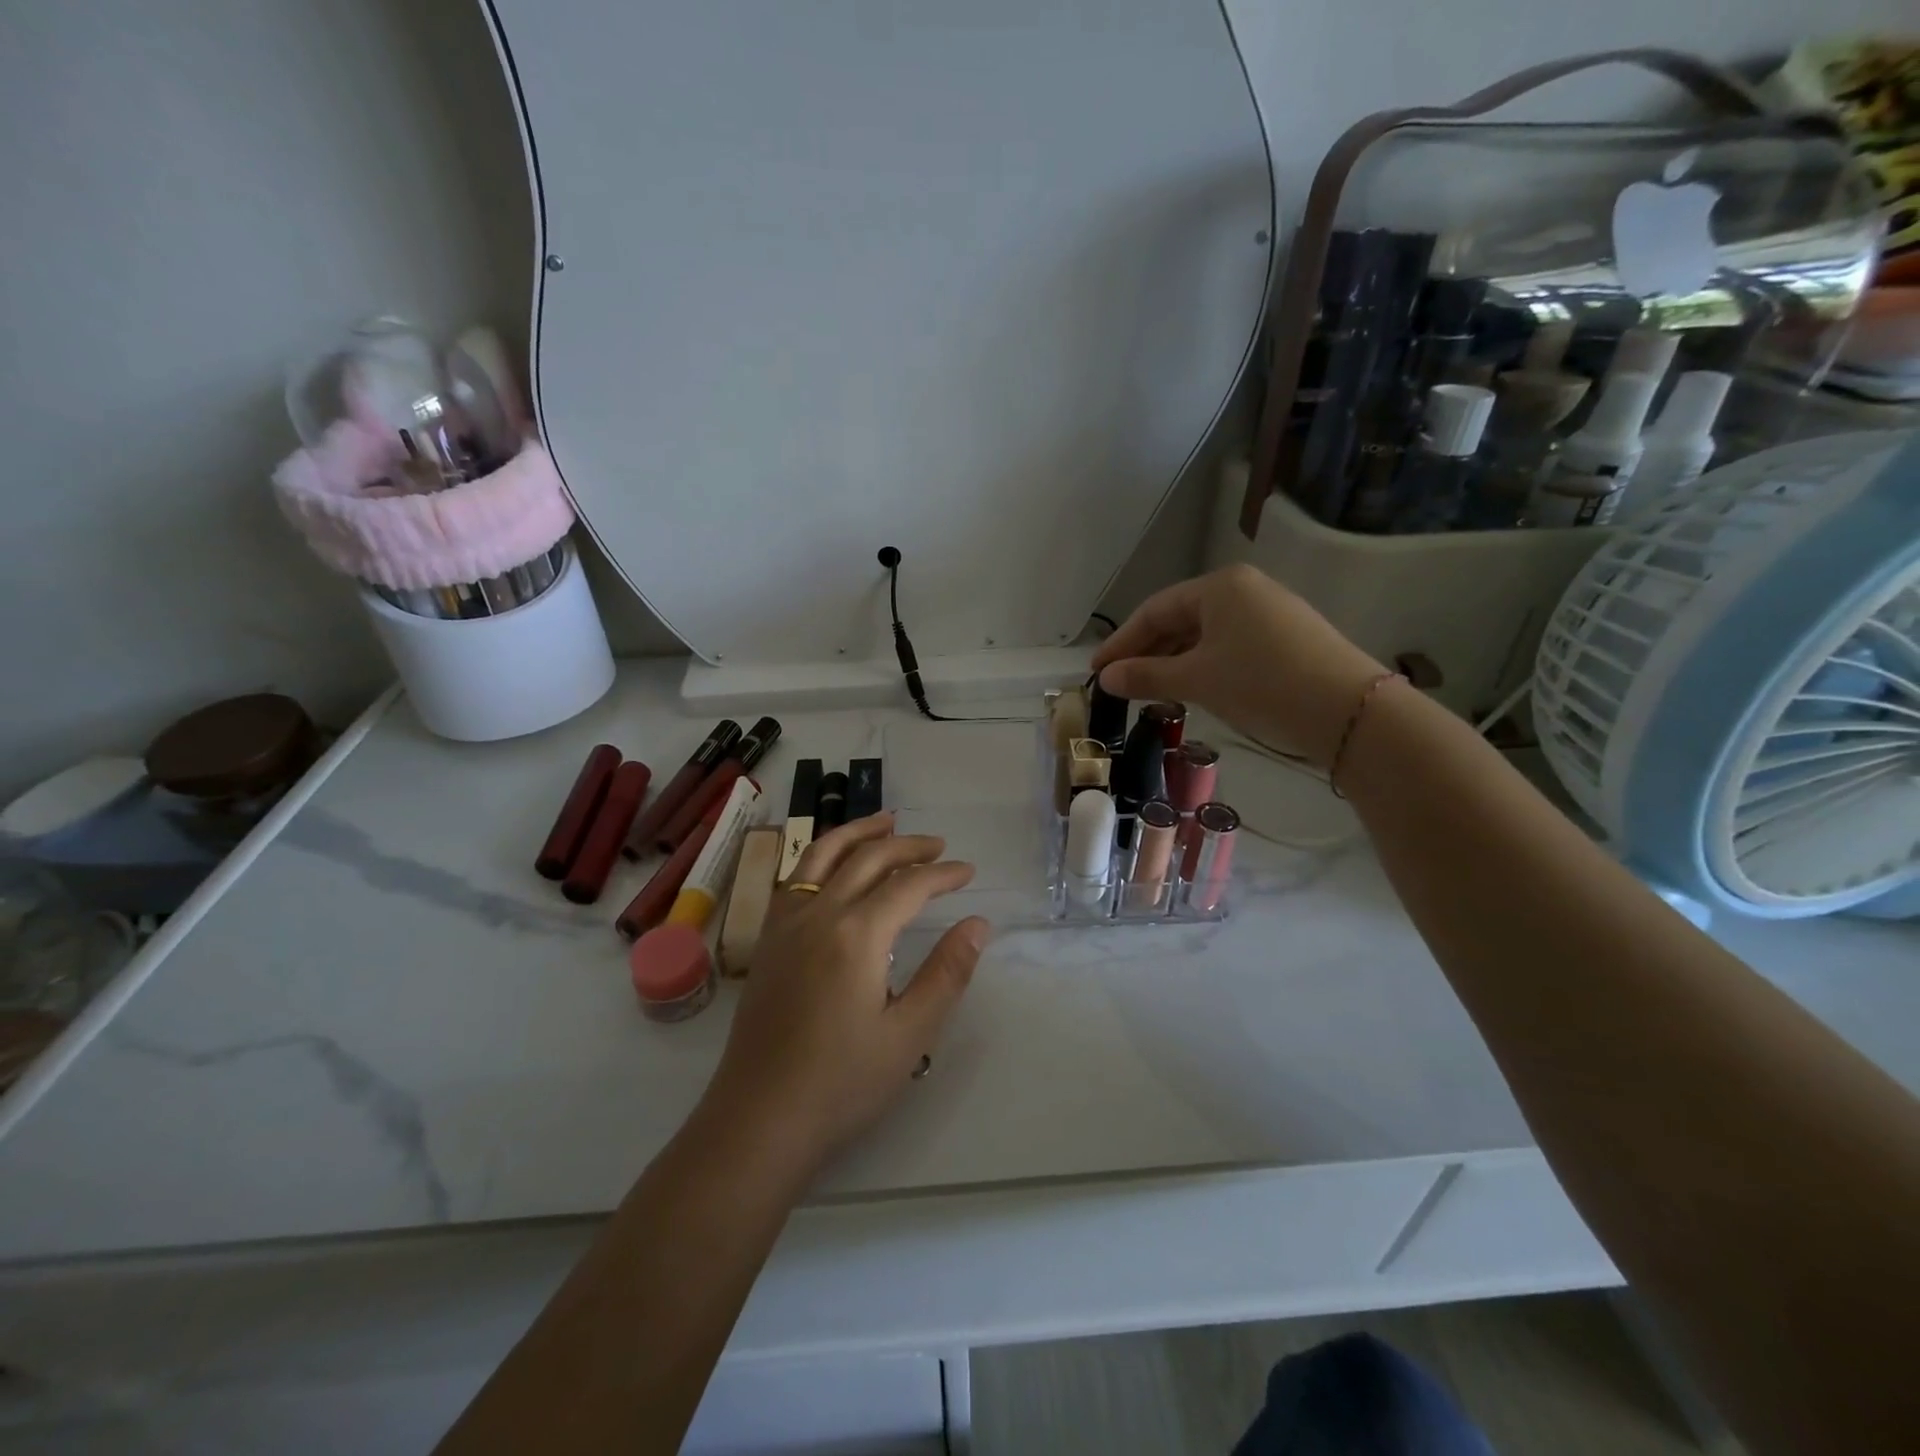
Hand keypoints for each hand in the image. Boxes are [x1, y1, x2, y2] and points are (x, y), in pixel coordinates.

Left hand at [705, 814, 988, 1166]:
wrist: (759, 1119)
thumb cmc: (842, 1083)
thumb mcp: (910, 1034)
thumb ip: (946, 973)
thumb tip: (977, 923)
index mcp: (857, 934)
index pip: (908, 886)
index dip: (942, 875)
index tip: (968, 871)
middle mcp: (818, 914)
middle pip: (867, 858)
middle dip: (907, 846)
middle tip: (939, 845)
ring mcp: (785, 924)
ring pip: (823, 856)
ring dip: (858, 833)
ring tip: (886, 822)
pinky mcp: (768, 941)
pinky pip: (796, 877)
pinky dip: (822, 856)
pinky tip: (833, 866)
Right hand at [1090, 564, 1385, 767]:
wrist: (1347, 710)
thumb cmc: (1260, 683)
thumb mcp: (1196, 679)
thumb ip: (1146, 675)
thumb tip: (1106, 678)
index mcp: (1218, 586)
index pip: (1153, 610)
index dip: (1121, 642)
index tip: (1096, 672)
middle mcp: (1244, 589)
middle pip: (1179, 619)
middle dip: (1146, 652)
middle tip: (1120, 684)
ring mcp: (1269, 612)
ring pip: (1205, 635)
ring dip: (1173, 662)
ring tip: (1151, 691)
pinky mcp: (1287, 637)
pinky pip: (1229, 645)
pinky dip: (1203, 665)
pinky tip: (1193, 689)